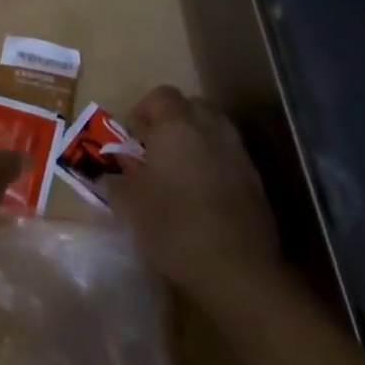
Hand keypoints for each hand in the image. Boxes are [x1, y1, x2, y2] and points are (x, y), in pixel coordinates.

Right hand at [109, 86, 278, 293]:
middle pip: (192, 107)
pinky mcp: (257, 182)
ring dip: (196, 142)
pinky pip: (229, 158)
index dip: (145, 110)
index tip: (134, 136)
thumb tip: (108, 177)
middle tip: (156, 149)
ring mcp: (238, 154)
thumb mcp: (129, 206)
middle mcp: (211, 129)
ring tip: (179, 173)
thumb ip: (115, 183)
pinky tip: (203, 197)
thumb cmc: (173, 226)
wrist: (238, 270)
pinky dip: (215, 165)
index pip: (161, 95)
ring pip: (214, 131)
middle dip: (173, 121)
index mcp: (177, 125)